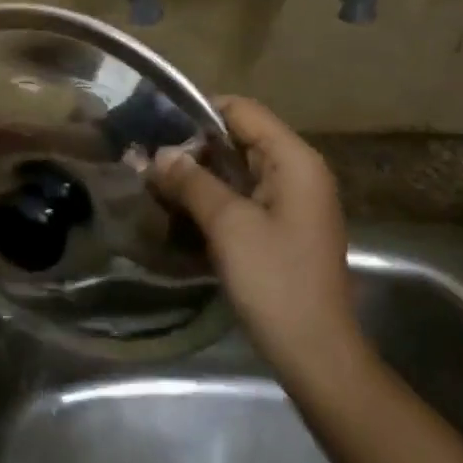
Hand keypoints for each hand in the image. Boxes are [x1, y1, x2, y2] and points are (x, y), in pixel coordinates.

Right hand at [152, 97, 363, 389]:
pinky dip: (213, 198)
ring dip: (200, 175)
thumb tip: (159, 153)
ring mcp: (291, 201)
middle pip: (239, 138)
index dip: (198, 113)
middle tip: (148, 159)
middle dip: (194, 147)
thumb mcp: (228, 225)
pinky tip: (180, 210)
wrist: (315, 352)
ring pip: (238, 170)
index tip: (156, 127)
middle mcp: (297, 171)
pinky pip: (243, 197)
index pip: (242, 111)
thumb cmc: (275, 281)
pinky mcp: (282, 227)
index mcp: (294, 160)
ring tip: (155, 182)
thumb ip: (192, 181)